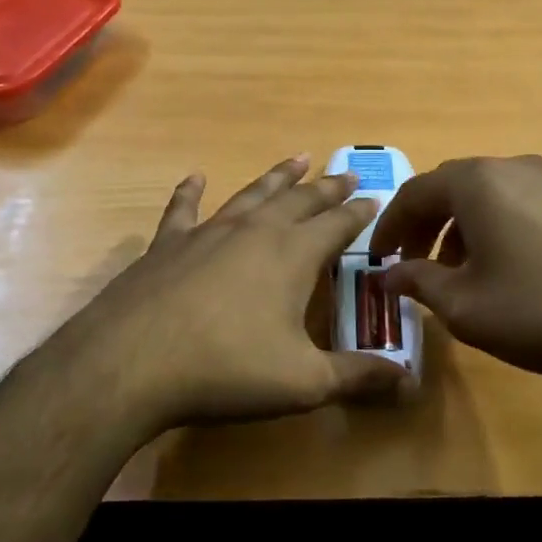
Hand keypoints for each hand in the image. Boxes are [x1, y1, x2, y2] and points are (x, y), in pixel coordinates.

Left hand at [57, 157, 405, 432]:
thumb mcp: (303, 383)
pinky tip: (194, 178)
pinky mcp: (167, 245)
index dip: (359, 211)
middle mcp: (255, 232)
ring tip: (297, 158)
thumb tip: (408, 380)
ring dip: (277, 177)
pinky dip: (189, 192)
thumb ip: (357, 377)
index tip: (374, 197)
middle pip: (300, 200)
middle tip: (346, 172)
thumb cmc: (227, 369)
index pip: (337, 224)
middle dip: (327, 187)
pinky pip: (183, 210)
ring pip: (252, 194)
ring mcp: (208, 233)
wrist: (132, 361)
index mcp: (293, 255)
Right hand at [372, 155, 541, 389]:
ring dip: (461, 226)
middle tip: (412, 262)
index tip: (378, 258)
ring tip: (458, 272)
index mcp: (477, 182)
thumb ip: (418, 281)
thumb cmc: (539, 312)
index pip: (415, 192)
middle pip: (451, 187)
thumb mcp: (465, 306)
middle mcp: (513, 166)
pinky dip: (496, 226)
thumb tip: (389, 275)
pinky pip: (520, 203)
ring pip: (488, 195)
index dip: (390, 226)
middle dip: (425, 224)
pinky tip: (505, 267)